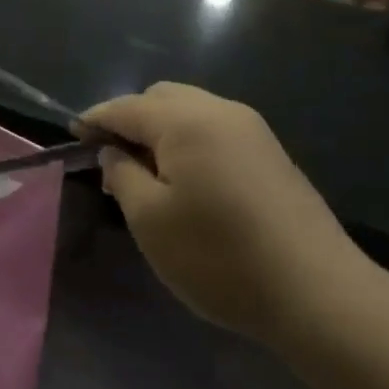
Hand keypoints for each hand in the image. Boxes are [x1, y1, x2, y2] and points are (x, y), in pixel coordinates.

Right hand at [78, 83, 362, 344]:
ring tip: (145, 174)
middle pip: (162, 98)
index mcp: (187, 120)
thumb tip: (114, 152)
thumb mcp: (151, 221)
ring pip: (192, 111)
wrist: (316, 290)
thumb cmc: (219, 256)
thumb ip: (123, 176)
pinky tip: (186, 182)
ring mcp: (252, 130)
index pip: (126, 106)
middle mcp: (221, 111)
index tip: (72, 136)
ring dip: (161, 131)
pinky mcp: (271, 154)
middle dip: (130, 120)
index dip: (95, 119)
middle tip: (111, 160)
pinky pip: (216, 131)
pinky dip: (189, 143)